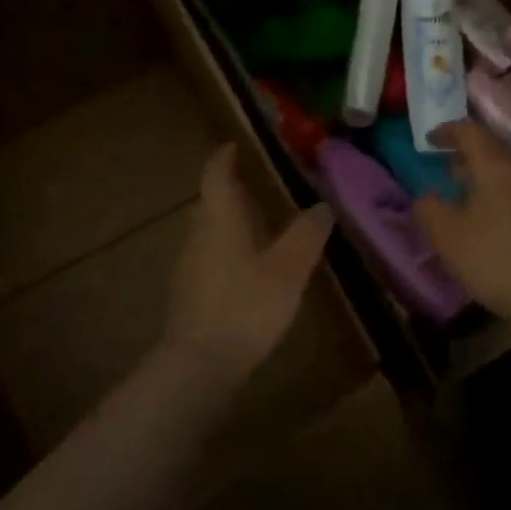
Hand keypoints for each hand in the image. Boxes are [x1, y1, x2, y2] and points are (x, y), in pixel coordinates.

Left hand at [160, 144, 333, 387]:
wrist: (199, 364)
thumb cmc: (246, 306)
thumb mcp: (288, 269)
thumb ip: (306, 235)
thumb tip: (322, 207)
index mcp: (219, 220)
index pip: (216, 176)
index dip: (224, 158)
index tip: (235, 145)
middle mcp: (198, 235)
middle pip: (212, 203)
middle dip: (234, 192)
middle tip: (262, 188)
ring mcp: (189, 266)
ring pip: (211, 231)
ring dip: (233, 223)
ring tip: (263, 227)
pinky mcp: (189, 293)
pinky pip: (210, 257)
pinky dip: (230, 250)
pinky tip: (251, 269)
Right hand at [413, 122, 510, 325]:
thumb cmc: (494, 258)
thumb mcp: (447, 235)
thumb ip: (428, 208)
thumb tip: (427, 197)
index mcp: (497, 165)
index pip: (471, 132)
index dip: (447, 131)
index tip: (428, 140)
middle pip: (492, 149)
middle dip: (465, 154)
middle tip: (442, 164)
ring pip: (506, 172)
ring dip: (481, 176)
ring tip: (460, 192)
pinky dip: (495, 194)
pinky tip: (484, 219)